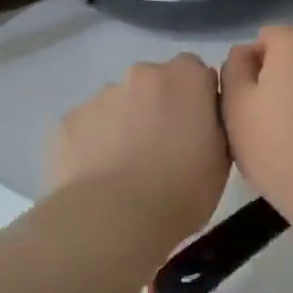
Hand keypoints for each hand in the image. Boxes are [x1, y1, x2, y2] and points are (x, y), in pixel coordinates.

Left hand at [50, 55, 228, 235]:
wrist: (113, 220)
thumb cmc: (182, 190)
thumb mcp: (222, 158)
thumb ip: (215, 124)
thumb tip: (203, 118)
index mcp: (187, 77)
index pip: (198, 73)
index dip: (200, 100)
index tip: (199, 130)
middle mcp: (142, 73)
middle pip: (156, 82)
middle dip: (161, 105)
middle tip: (164, 149)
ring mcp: (102, 95)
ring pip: (121, 102)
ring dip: (127, 122)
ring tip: (128, 167)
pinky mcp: (69, 120)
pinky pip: (90, 125)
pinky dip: (96, 141)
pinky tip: (100, 175)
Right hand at [220, 27, 292, 217]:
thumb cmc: (276, 145)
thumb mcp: (235, 105)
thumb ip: (234, 68)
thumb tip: (245, 53)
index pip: (263, 37)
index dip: (248, 66)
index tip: (244, 101)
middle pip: (290, 51)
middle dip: (273, 74)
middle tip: (259, 116)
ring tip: (284, 130)